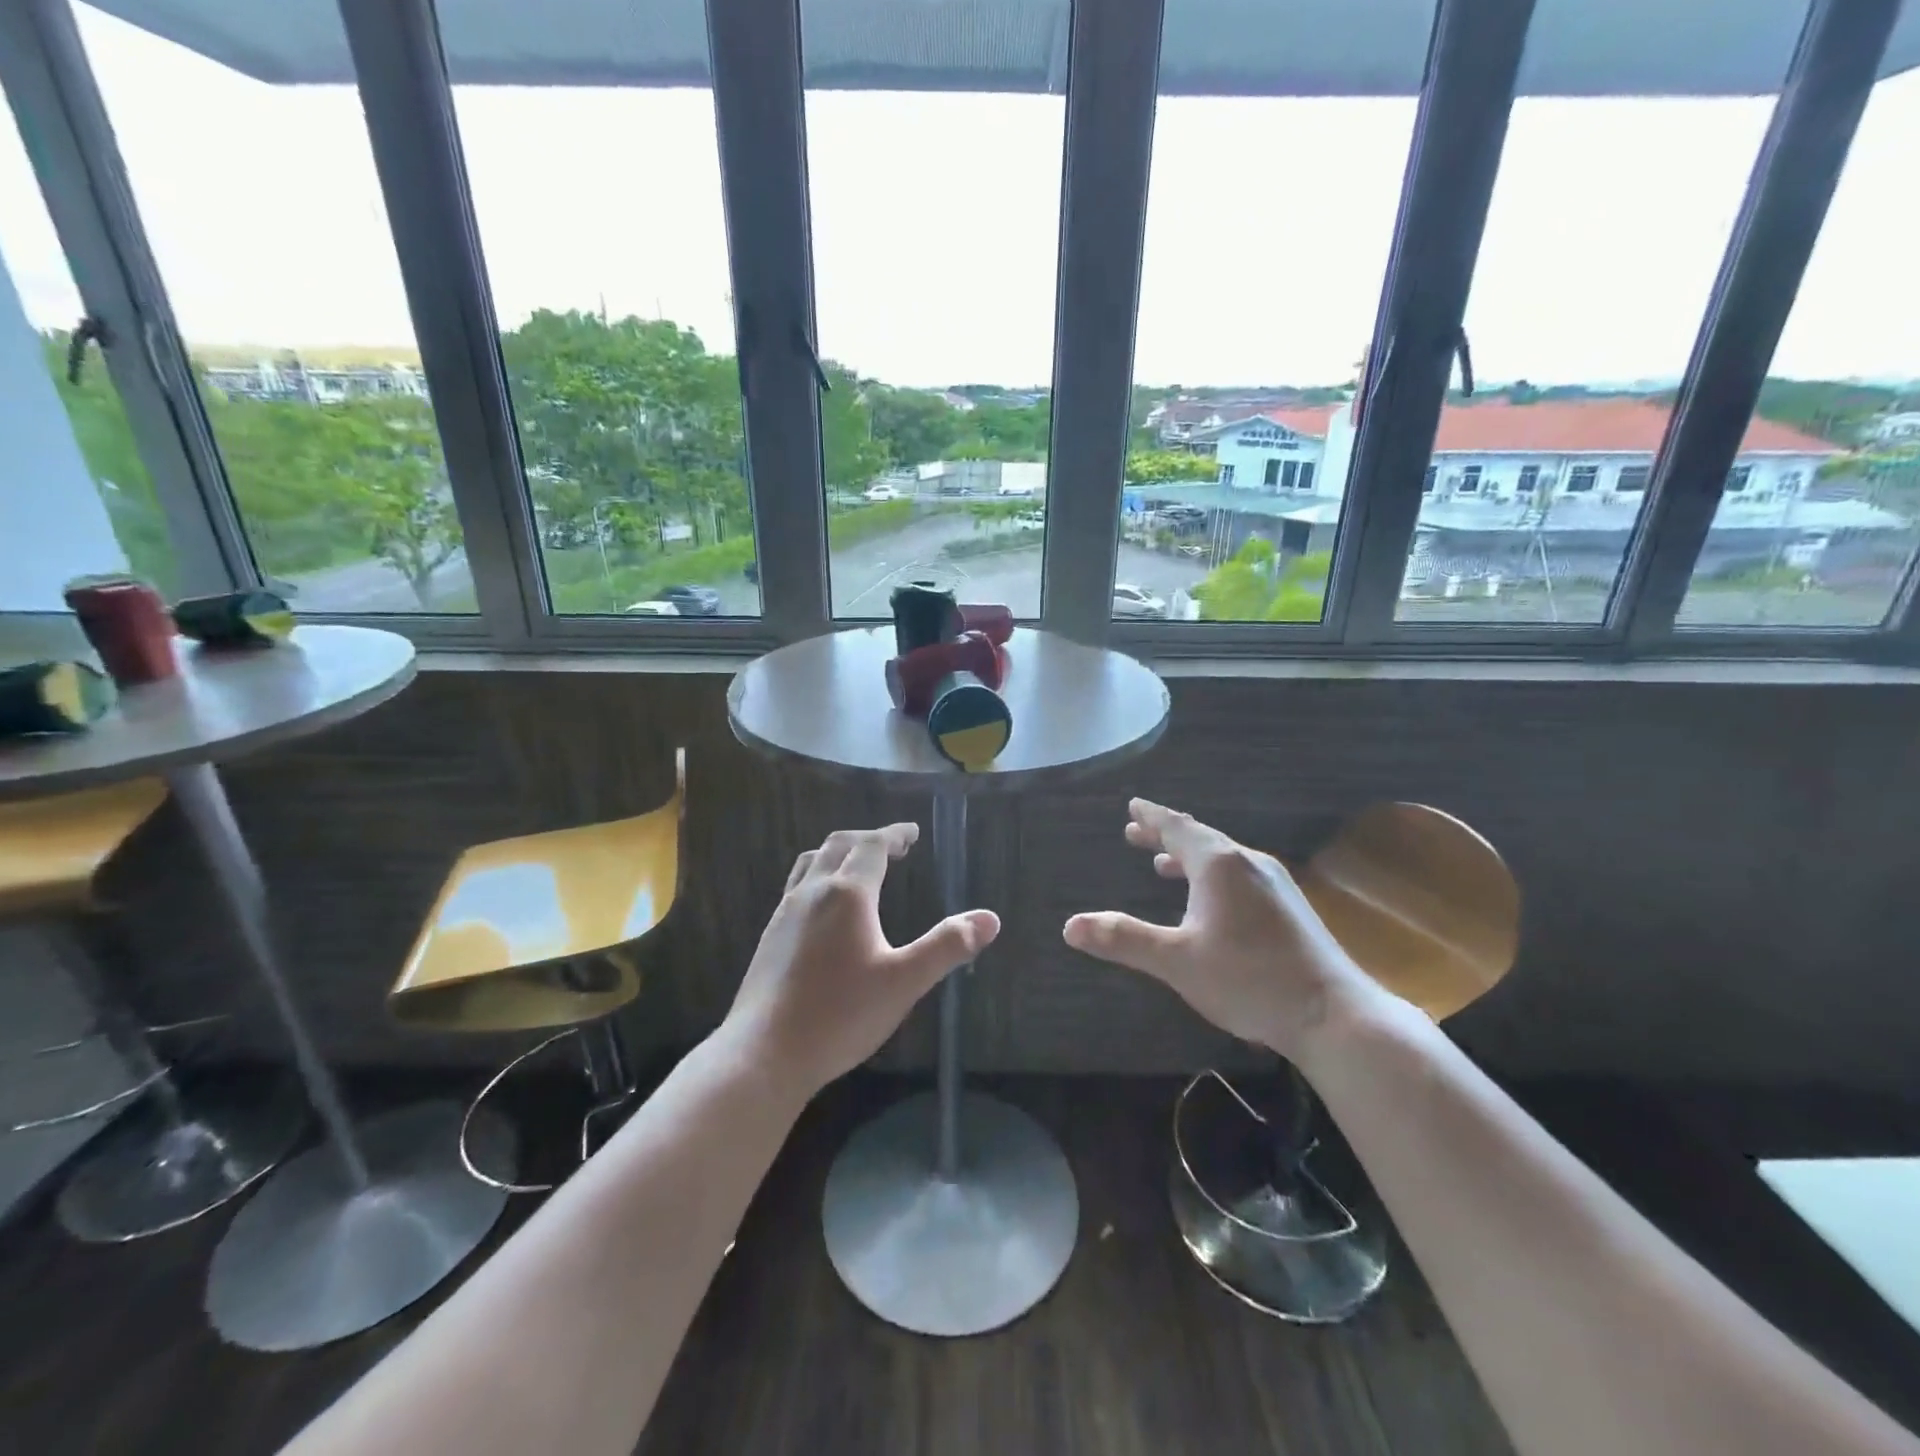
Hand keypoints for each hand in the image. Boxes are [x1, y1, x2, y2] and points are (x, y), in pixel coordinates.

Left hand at [720, 824, 998, 1100]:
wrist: (763, 1053)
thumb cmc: (840, 1015)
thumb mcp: (904, 982)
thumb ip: (946, 946)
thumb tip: (990, 919)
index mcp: (847, 894)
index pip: (872, 845)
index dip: (894, 834)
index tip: (912, 832)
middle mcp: (812, 892)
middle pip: (839, 845)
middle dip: (868, 839)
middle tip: (893, 847)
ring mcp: (784, 913)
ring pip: (811, 863)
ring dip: (838, 853)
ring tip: (857, 866)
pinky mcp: (769, 937)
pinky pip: (796, 887)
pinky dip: (818, 877)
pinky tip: (824, 909)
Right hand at [1063, 799, 1373, 1060]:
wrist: (1334, 1014)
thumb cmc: (1250, 980)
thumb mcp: (1178, 961)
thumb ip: (1124, 940)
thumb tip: (1070, 926)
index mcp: (1219, 865)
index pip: (1178, 828)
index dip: (1151, 817)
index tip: (1133, 806)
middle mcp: (1248, 863)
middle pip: (1200, 839)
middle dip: (1165, 835)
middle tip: (1136, 831)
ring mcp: (1275, 884)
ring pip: (1222, 858)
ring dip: (1189, 857)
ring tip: (1163, 864)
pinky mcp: (1290, 907)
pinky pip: (1239, 876)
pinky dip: (1212, 876)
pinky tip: (1211, 901)